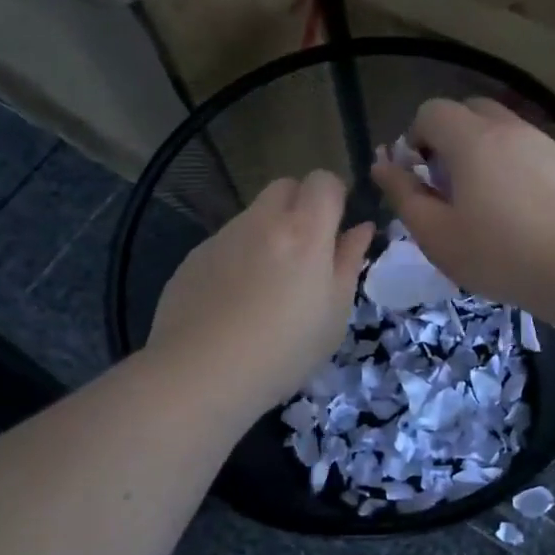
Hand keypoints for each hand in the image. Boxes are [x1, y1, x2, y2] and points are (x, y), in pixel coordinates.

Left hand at [148, 171, 373, 415]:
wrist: (201, 374)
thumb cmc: (284, 350)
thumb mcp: (334, 314)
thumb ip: (349, 263)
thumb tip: (360, 229)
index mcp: (304, 231)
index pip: (323, 180)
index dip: (334, 197)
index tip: (337, 228)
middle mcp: (261, 221)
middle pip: (285, 186)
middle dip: (300, 206)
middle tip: (306, 252)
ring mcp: (223, 236)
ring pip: (253, 216)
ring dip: (268, 234)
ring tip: (267, 286)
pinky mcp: (194, 256)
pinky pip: (226, 242)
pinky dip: (238, 258)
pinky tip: (233, 302)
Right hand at [371, 97, 554, 310]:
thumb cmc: (499, 254)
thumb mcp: (437, 234)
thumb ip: (404, 194)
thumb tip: (382, 164)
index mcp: (472, 139)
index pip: (432, 111)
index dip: (416, 138)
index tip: (421, 177)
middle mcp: (510, 129)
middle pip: (469, 110)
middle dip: (450, 138)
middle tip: (450, 185)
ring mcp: (546, 143)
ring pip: (504, 129)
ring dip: (485, 151)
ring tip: (488, 201)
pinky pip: (532, 151)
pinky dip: (517, 166)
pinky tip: (525, 211)